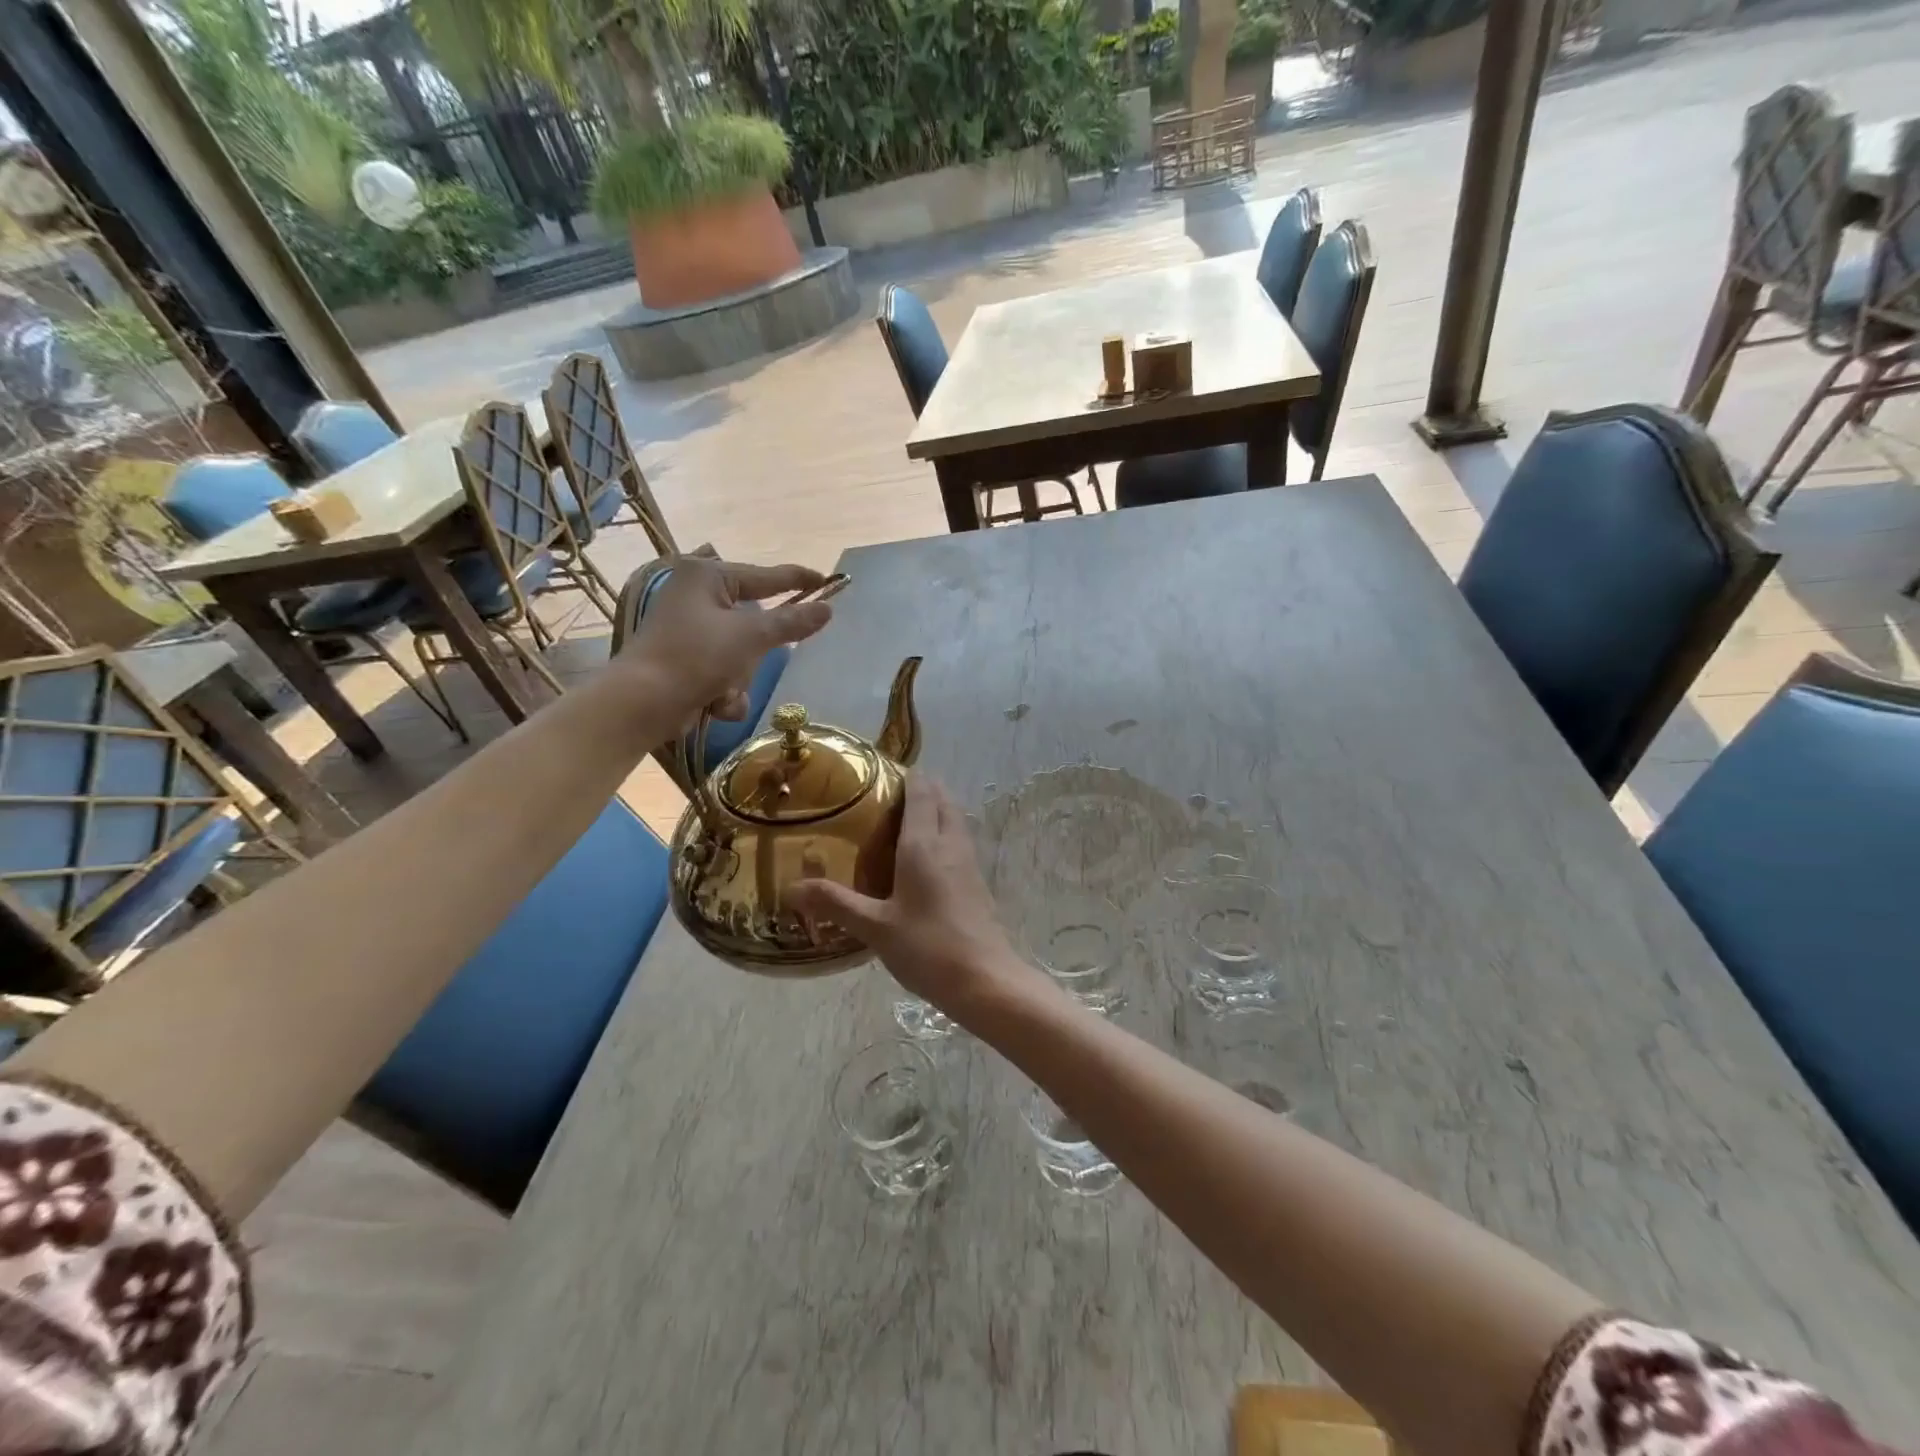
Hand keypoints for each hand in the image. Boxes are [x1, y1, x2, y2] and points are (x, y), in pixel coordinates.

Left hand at [622, 556, 831, 726]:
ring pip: (744, 654)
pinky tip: (713, 704)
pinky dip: (726, 693)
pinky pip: (727, 674)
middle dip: (755, 653)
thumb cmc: (695, 657)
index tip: (830, 582)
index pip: (766, 576)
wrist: (643, 704)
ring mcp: (692, 632)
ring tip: (722, 689)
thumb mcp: (750, 636)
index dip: (800, 580)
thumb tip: (827, 609)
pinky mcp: (688, 663)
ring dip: (740, 679)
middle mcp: (697, 597)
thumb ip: (792, 621)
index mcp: (707, 576)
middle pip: (755, 622)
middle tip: (752, 658)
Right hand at [789, 775, 1044, 1018]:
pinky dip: (943, 833)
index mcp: (924, 844)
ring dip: (934, 809)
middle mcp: (950, 843)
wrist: (985, 980)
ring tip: (901, 821)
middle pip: (941, 799)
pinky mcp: (977, 881)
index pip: (920, 791)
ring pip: (954, 819)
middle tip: (884, 796)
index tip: (879, 772)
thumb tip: (791, 888)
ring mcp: (968, 861)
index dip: (905, 775)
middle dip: (920, 788)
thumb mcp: (875, 927)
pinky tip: (923, 859)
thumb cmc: (928, 947)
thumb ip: (835, 903)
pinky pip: (959, 841)